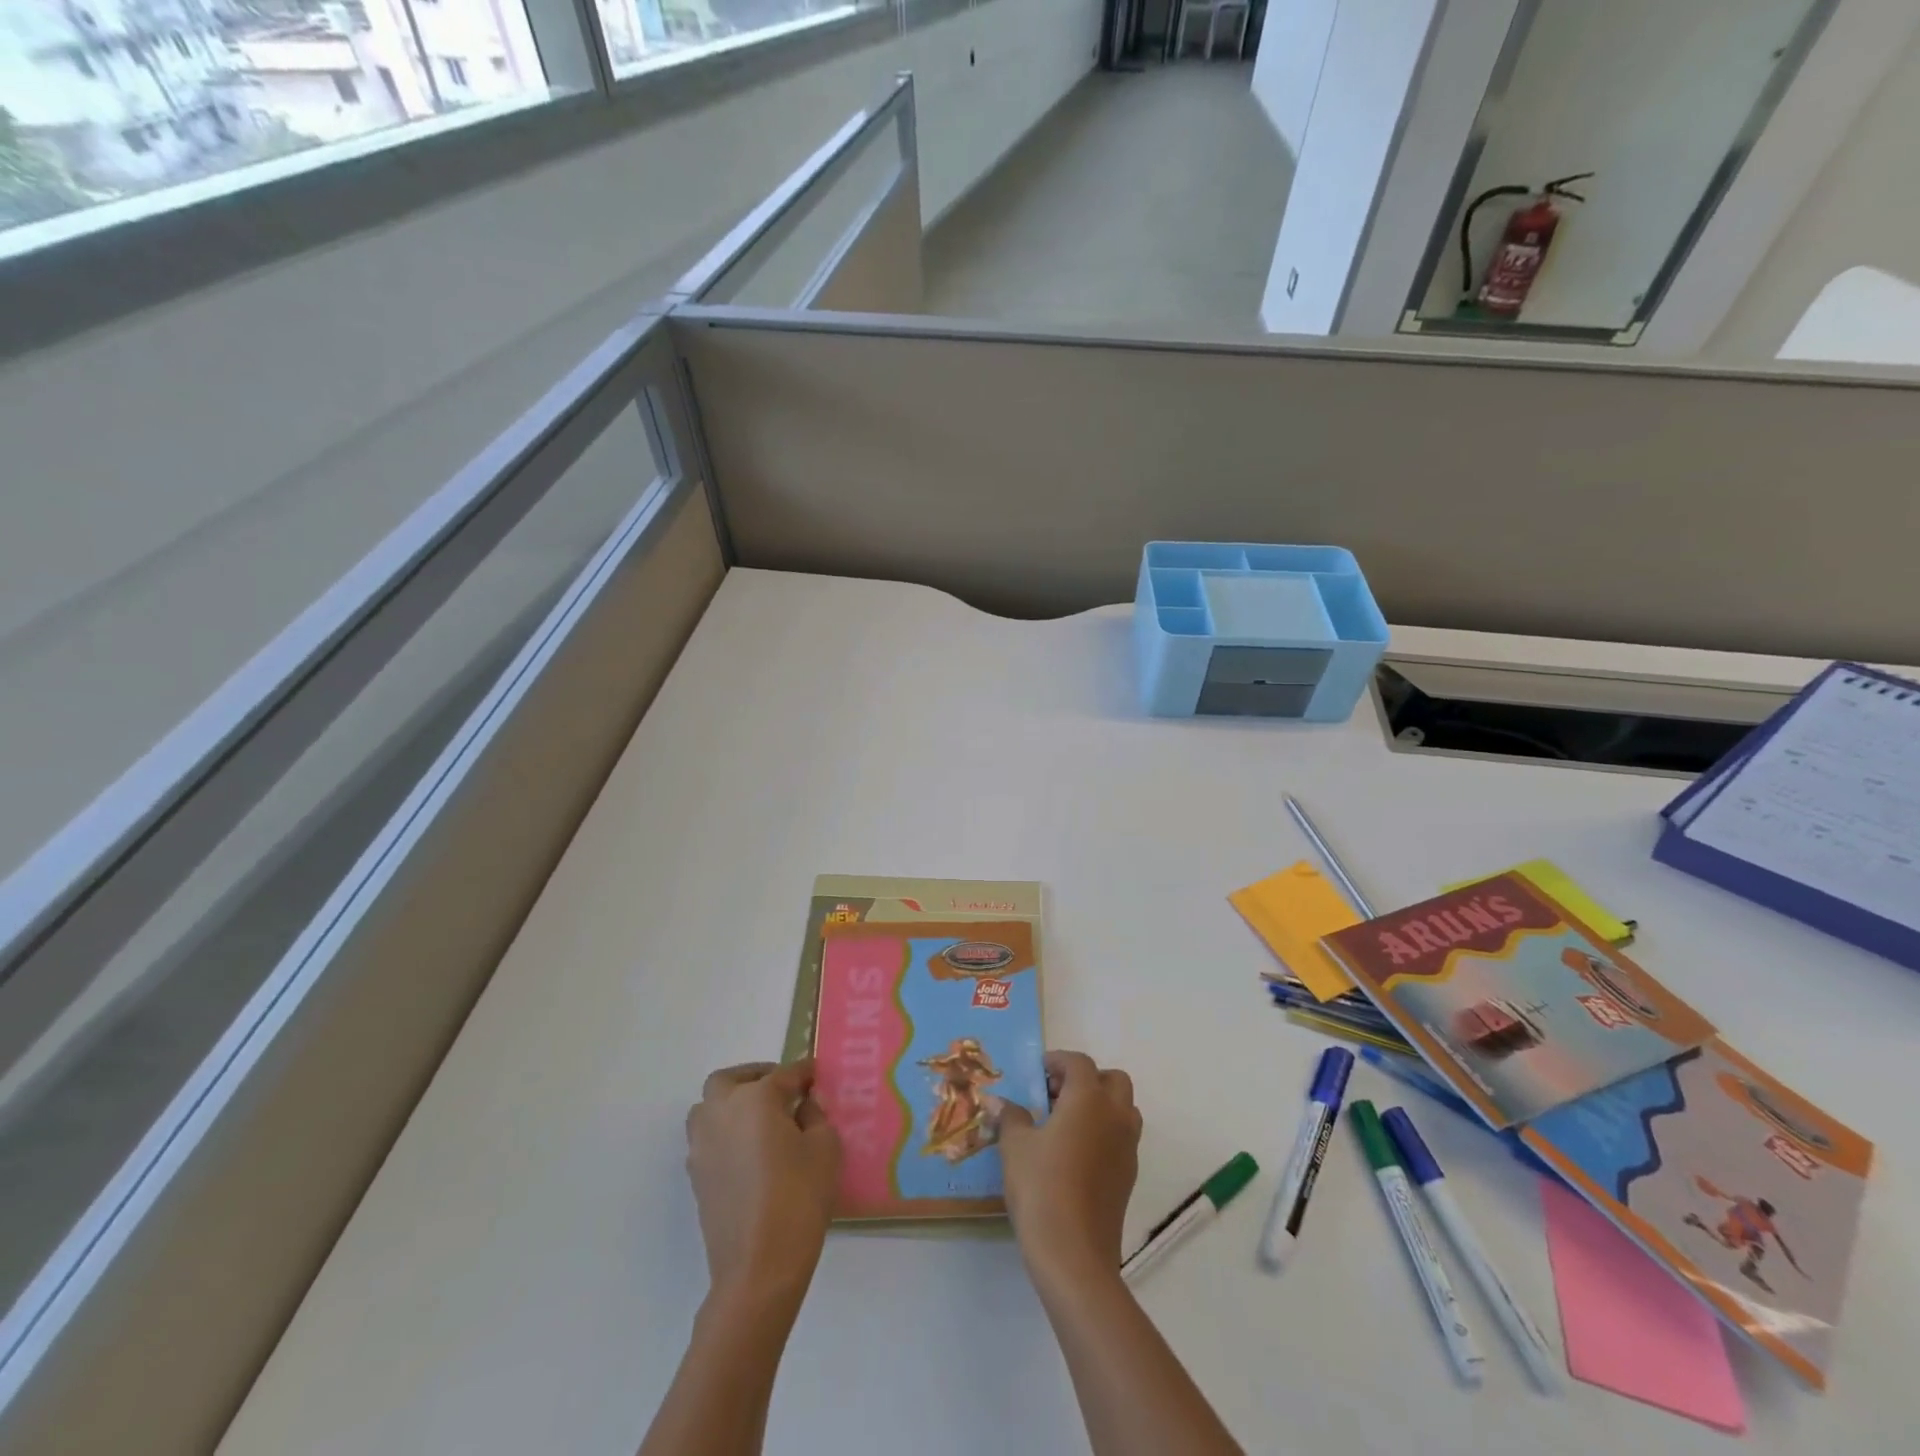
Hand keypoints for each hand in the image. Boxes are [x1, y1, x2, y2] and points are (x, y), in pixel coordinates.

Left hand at [683, 1060, 840, 1309]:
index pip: (784, 1074)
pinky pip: (708, 1139)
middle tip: (781, 1091)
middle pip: (730, 1080)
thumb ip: (815, 1115)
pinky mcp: (697, 1177)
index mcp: (756, 1098)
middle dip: (755, 1077)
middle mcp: (722, 1112)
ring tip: (761, 1120)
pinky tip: (749, 1152)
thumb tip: (803, 1104)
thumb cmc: (799, 1197)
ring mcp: (703, 1146)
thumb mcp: (825, 1147)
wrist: (759, 1267)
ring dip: (732, 1104)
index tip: (817, 1074)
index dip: (804, 1073)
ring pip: (709, 1108)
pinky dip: (725, 1133)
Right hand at [999, 1051, 1142, 1293]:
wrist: (1074, 1255)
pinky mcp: (1130, 1176)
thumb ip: (1011, 1117)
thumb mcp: (1015, 1147)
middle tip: (1057, 1093)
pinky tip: (1076, 1154)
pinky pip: (1122, 1138)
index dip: (1058, 1061)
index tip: (1039, 1071)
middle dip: (1087, 1079)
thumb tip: (999, 1102)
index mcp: (1088, 1098)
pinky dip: (1104, 1132)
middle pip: (1113, 1080)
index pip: (1079, 1063)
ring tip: (1067, 1122)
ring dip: (1101, 1105)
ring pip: (1124, 1109)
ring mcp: (1127, 1147)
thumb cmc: (1041, 1188)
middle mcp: (1115, 1115)